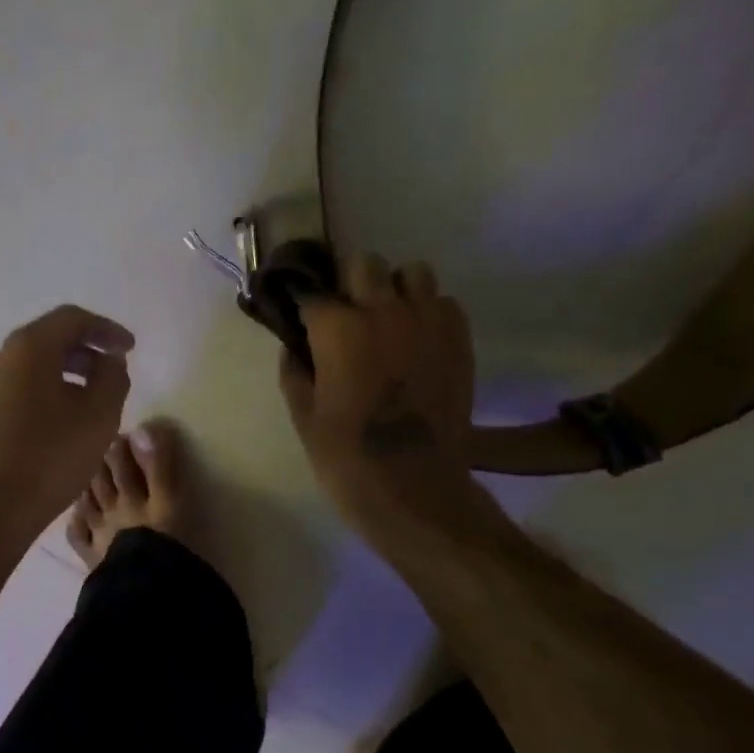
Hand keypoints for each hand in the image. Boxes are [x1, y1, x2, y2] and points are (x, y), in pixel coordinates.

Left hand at [0, 304, 135, 538]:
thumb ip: (112, 378)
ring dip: (59, 380)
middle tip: (110, 376)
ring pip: (25, 374)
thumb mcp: (99, 416)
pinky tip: (51, 431)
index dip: (106, 330)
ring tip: (84, 407)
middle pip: (45, 344)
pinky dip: (36, 402)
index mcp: (27, 349)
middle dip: (83, 355)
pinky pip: (9, 400)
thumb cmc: (50, 457)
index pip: (71, 319)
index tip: (129, 349)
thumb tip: (108, 363)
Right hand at [279, 252, 485, 536]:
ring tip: (387, 322)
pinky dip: (427, 313)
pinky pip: (443, 303)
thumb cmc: (346, 457)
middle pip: (364, 264)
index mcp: (338, 328)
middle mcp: (384, 311)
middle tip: (344, 317)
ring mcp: (428, 322)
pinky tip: (416, 342)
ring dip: (394, 290)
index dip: (301, 304)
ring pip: (413, 273)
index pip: (311, 293)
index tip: (299, 317)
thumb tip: (296, 345)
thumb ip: (294, 370)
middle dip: (349, 285)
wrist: (414, 488)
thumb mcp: (303, 415)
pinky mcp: (459, 340)